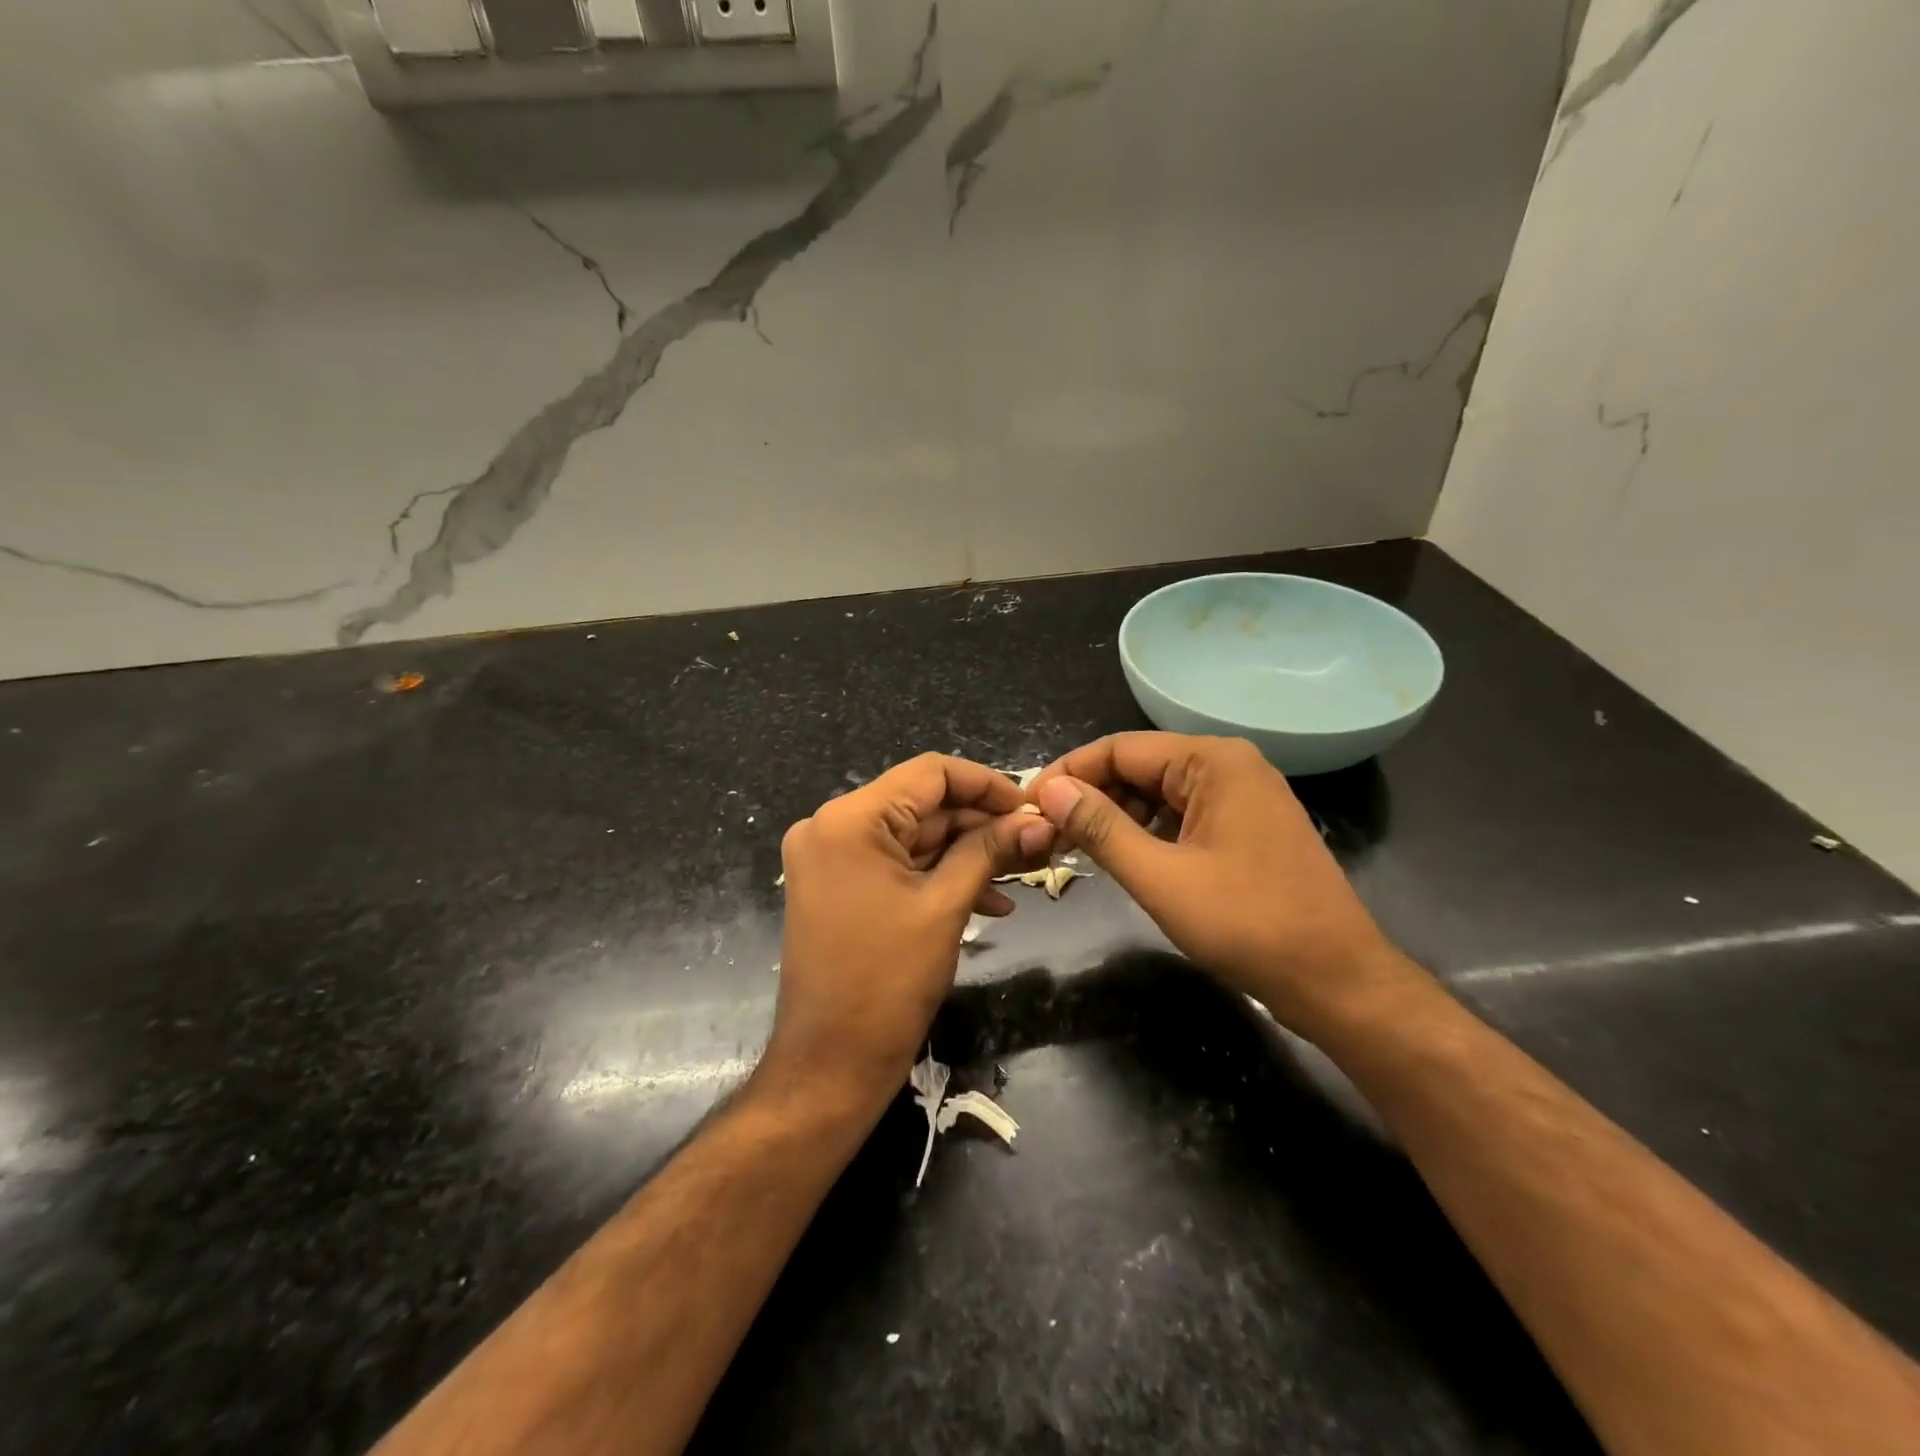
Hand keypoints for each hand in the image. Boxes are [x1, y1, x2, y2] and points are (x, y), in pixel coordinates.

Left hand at [765, 754, 1055, 1116]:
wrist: (829, 1065)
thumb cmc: (886, 983)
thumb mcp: (945, 907)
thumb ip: (989, 851)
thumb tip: (1037, 823)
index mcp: (849, 819)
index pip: (930, 773)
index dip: (987, 784)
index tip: (1031, 808)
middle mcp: (832, 826)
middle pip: (923, 804)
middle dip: (981, 823)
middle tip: (1035, 844)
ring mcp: (832, 858)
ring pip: (915, 836)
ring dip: (967, 853)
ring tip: (1021, 872)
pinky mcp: (839, 886)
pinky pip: (898, 864)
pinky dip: (940, 875)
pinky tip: (990, 899)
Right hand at [1030, 733, 1407, 1035]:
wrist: (1338, 980)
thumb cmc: (1249, 925)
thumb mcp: (1161, 878)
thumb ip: (1101, 828)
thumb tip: (1050, 791)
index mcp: (1212, 761)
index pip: (1119, 749)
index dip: (1069, 774)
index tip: (1029, 806)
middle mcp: (1229, 764)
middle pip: (1139, 766)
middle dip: (1091, 796)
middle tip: (1048, 834)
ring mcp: (1242, 795)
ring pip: (1159, 791)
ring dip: (1117, 816)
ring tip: (1076, 848)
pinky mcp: (1247, 825)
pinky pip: (1182, 813)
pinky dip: (1148, 830)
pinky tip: (1124, 856)